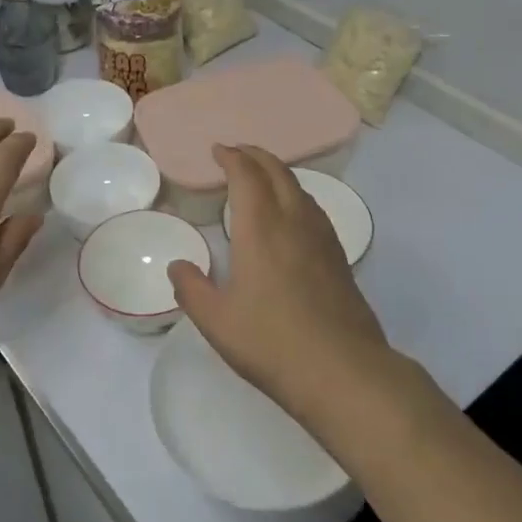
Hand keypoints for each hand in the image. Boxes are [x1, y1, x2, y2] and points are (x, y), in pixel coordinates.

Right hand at [167, 145, 388, 420]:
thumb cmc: (272, 343)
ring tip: (262, 178)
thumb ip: (192, 289)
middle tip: (237, 153)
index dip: (232, 158)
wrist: (343, 371)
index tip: (218, 150)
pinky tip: (293, 216)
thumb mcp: (217, 321)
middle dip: (256, 156)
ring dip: (278, 173)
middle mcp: (294, 223)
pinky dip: (296, 196)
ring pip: (300, 189)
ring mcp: (322, 239)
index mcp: (261, 229)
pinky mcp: (339, 258)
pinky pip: (314, 210)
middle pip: (277, 172)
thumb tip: (178, 265)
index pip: (247, 176)